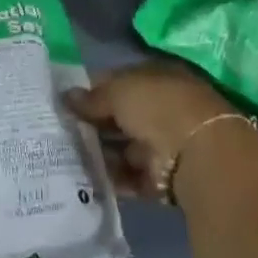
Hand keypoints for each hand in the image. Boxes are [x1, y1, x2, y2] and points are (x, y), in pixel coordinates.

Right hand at [66, 60, 239, 198]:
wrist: (198, 155)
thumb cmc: (157, 107)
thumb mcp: (119, 91)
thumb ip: (93, 97)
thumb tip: (67, 96)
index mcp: (156, 78)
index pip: (118, 81)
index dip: (91, 89)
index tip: (64, 101)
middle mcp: (160, 109)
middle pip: (120, 116)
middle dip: (92, 124)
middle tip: (59, 130)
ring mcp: (161, 144)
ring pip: (122, 147)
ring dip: (98, 152)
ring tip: (64, 155)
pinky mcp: (159, 178)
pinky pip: (128, 177)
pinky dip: (109, 178)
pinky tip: (82, 178)